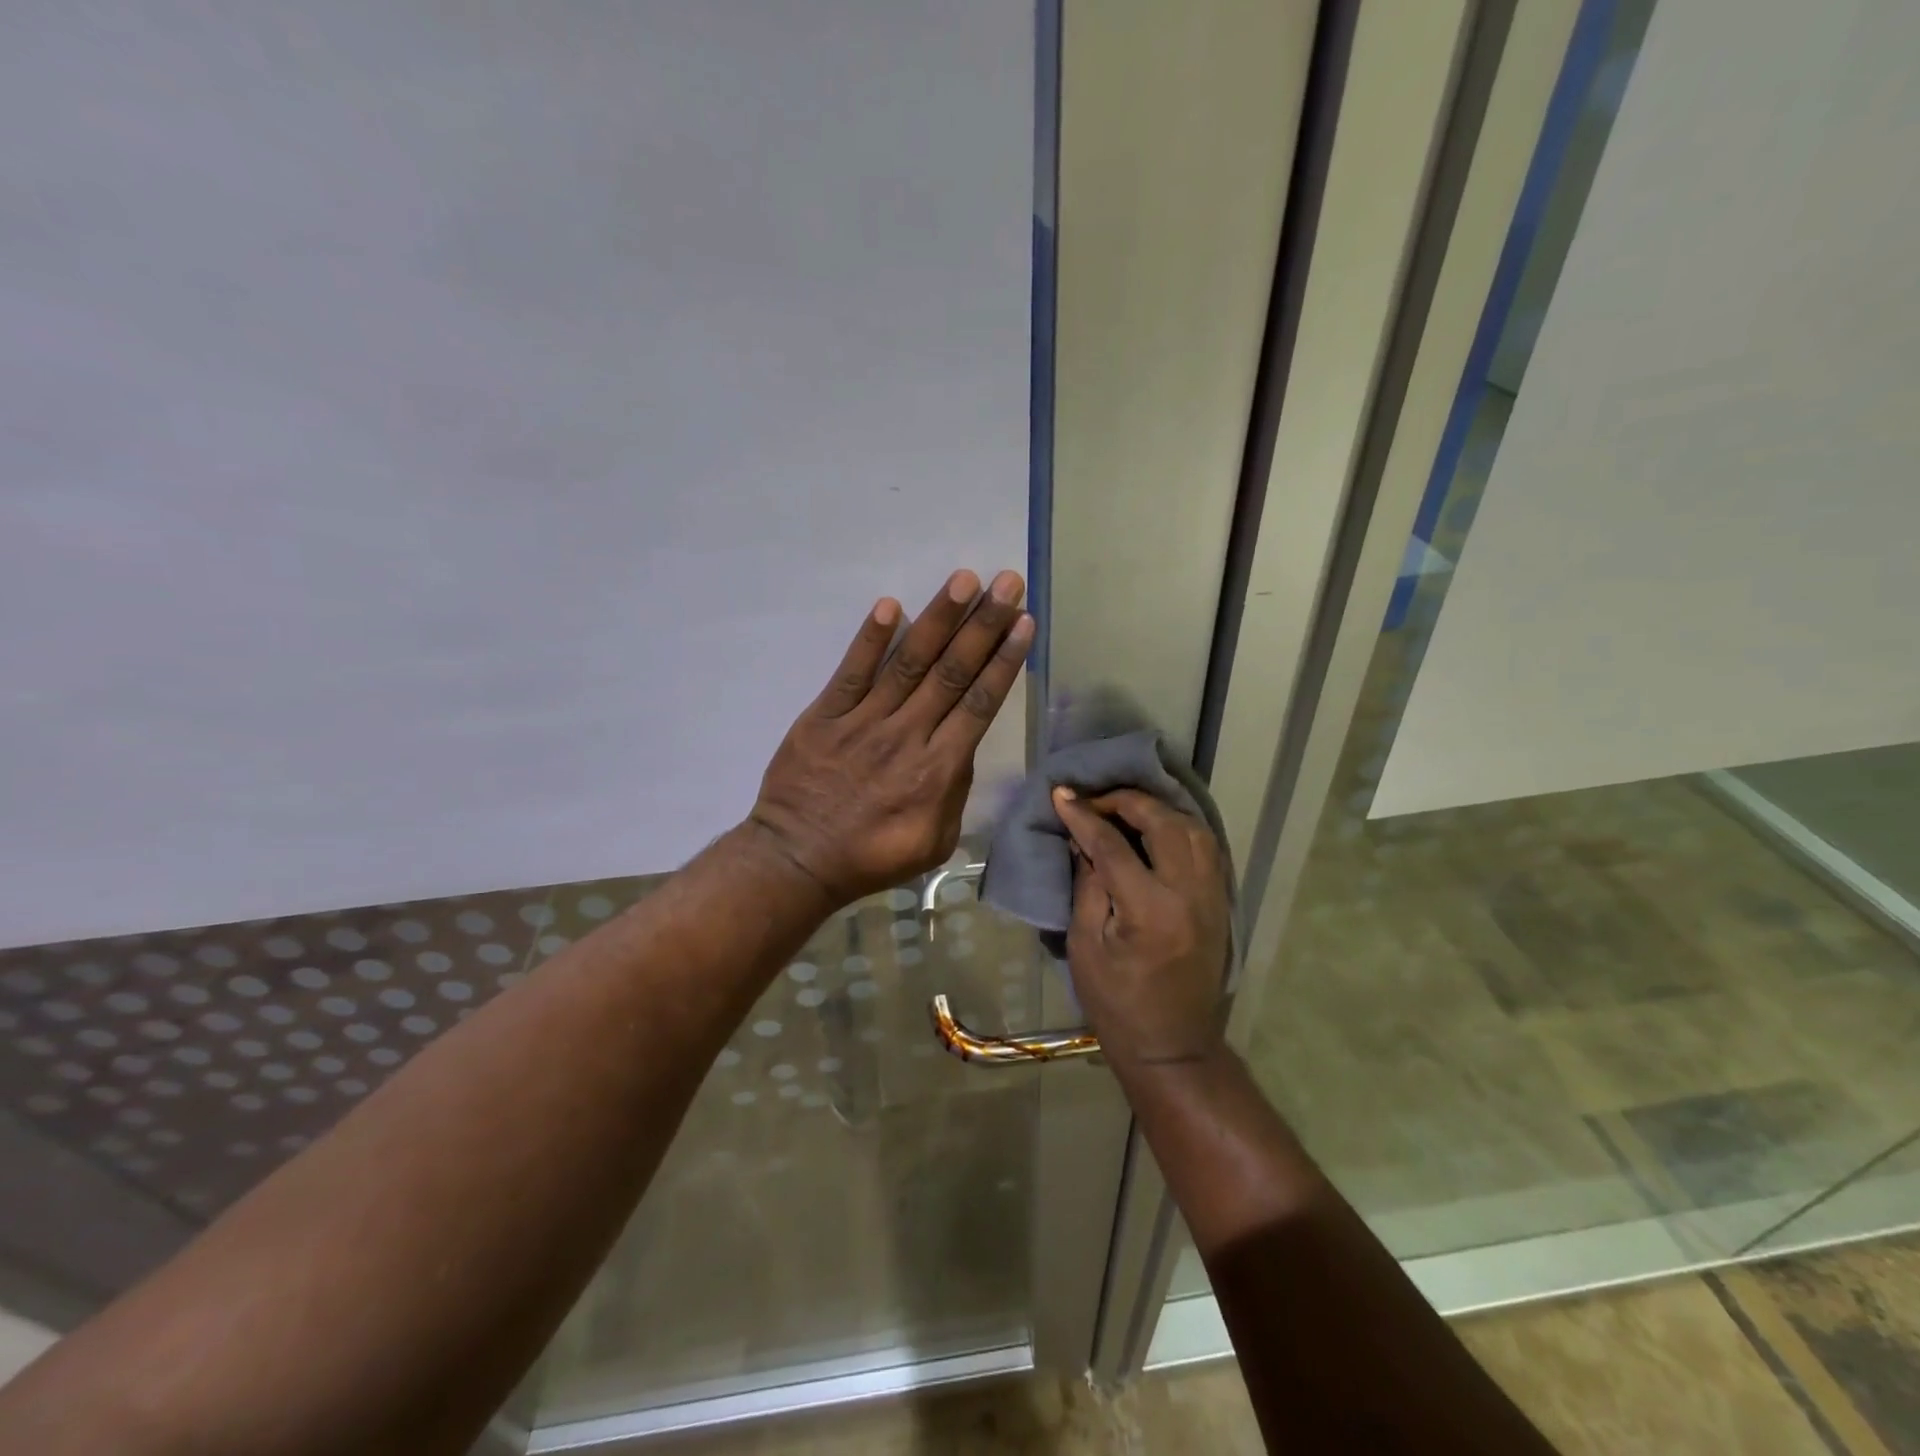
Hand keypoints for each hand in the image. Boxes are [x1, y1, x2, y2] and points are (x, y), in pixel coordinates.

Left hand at [749, 569, 1032, 905]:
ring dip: (938, 619)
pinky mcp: (825, 716)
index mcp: (937, 770)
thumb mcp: (936, 841)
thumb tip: (961, 745)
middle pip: (952, 673)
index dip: (1003, 661)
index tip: (1023, 623)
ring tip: (964, 580)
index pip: (978, 704)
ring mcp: (863, 722)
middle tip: (1007, 583)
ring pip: (908, 663)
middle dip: (983, 625)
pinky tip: (889, 606)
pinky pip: (851, 673)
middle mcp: (906, 736)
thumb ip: (955, 790)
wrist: (798, 860)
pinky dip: (870, 640)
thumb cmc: (873, 856)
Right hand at [1051, 787, 1231, 1068]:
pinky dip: (1180, 827)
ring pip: (1193, 828)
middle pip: (1163, 823)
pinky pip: (1206, 847)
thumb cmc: (1117, 1003)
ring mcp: (1212, 896)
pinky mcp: (1220, 901)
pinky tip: (1156, 828)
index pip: (1113, 845)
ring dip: (1158, 810)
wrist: (1172, 1046)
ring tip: (1124, 810)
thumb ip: (1087, 885)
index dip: (1083, 815)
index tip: (1061, 794)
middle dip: (1126, 801)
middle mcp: (1189, 894)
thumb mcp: (1085, 946)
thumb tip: (1082, 839)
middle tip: (1094, 799)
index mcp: (1150, 910)